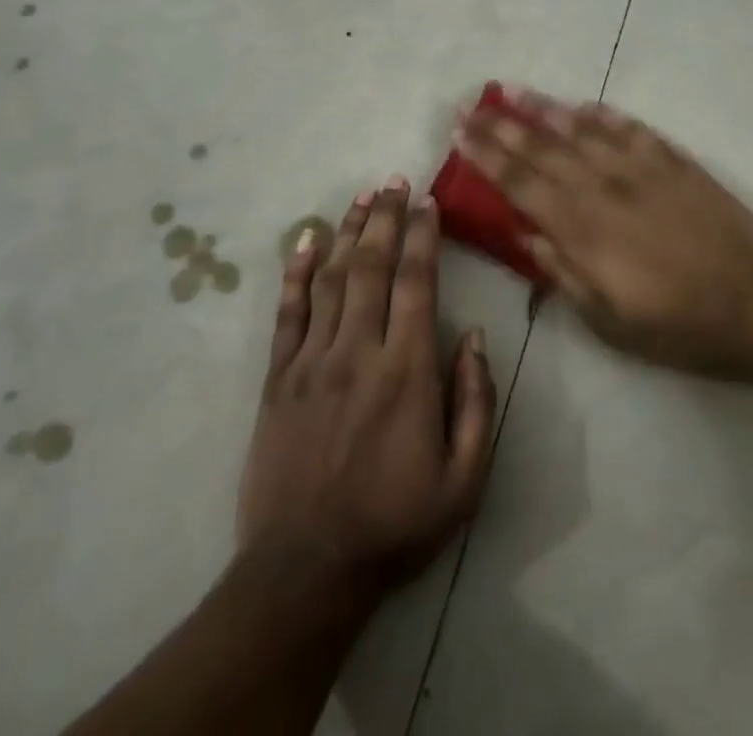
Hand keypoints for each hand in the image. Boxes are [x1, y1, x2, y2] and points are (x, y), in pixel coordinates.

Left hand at [237, 177, 495, 601]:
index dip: (422, 236)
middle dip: (384, 217)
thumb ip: (475, 402)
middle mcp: (358, 351)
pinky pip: (287, 311)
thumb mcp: (464, 481)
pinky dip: (295, 271)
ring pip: (331, 277)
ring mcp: (311, 360)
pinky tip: (304, 238)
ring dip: (347, 231)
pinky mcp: (277, 376)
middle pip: (371, 265)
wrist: (305, 571)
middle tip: (394, 180)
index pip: (415, 283)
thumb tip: (471, 335)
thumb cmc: (394, 525)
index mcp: (406, 371)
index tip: (427, 202)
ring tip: (361, 196)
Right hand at [454, 89, 752, 381]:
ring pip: (581, 129)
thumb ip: (562, 273)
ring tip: (512, 90)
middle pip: (541, 148)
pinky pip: (629, 128)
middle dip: (500, 125)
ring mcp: (639, 168)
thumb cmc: (676, 324)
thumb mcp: (608, 319)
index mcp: (580, 228)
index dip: (486, 156)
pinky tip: (583, 104)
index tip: (460, 132)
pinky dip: (603, 114)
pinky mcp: (673, 161)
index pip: (519, 182)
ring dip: (543, 108)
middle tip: (470, 103)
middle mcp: (602, 187)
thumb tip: (525, 237)